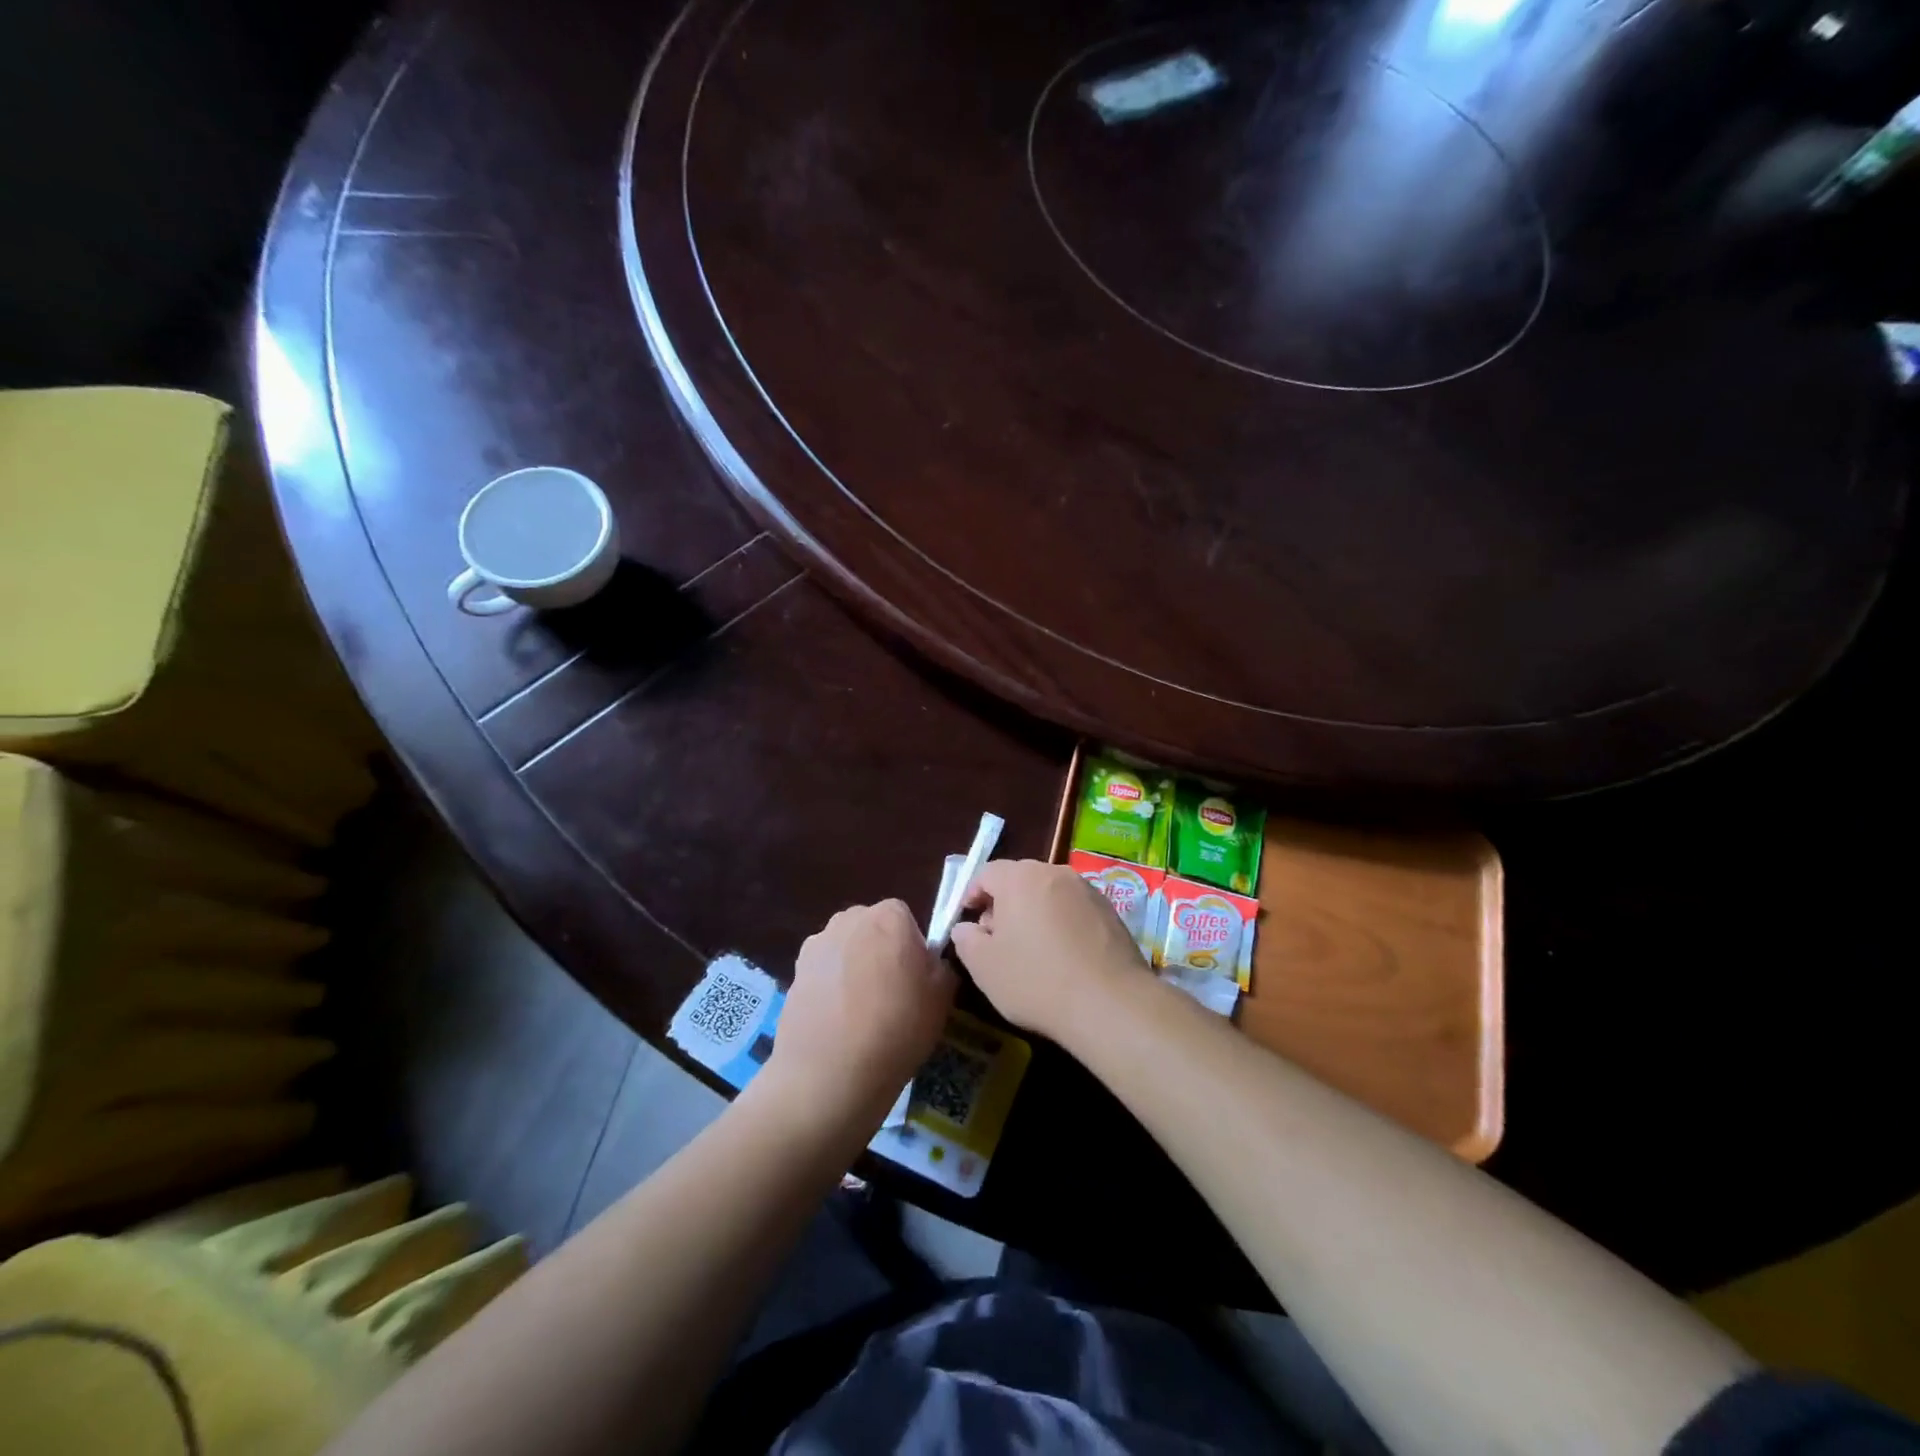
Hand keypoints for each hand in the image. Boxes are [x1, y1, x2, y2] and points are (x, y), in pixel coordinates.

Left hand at [762, 900, 955, 1135]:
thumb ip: (941, 965)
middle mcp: (851, 917)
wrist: (829, 1073)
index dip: (912, 948)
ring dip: (854, 966)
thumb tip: (930, 961)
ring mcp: (818, 942)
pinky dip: (830, 985)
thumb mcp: (942, 998)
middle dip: (881, 951)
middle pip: (873, 928)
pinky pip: (824, 969)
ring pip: (846, 947)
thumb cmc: (897, 1028)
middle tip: (890, 994)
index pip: (906, 919)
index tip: (914, 980)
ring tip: (859, 1012)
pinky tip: (836, 1020)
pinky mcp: (795, 969)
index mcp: (890, 916)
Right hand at [950, 860, 1143, 1038]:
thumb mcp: (984, 967)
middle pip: (1020, 879)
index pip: (986, 872)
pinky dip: (1063, 924)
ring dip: (1035, 913)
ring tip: (1032, 950)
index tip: (968, 921)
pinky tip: (1064, 957)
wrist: (1110, 1004)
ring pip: (1049, 894)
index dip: (972, 894)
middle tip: (997, 938)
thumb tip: (966, 928)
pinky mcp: (1111, 911)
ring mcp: (1087, 890)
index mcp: (1020, 878)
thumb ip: (966, 940)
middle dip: (1004, 904)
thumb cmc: (1036, 980)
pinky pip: (1075, 910)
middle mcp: (1055, 873)